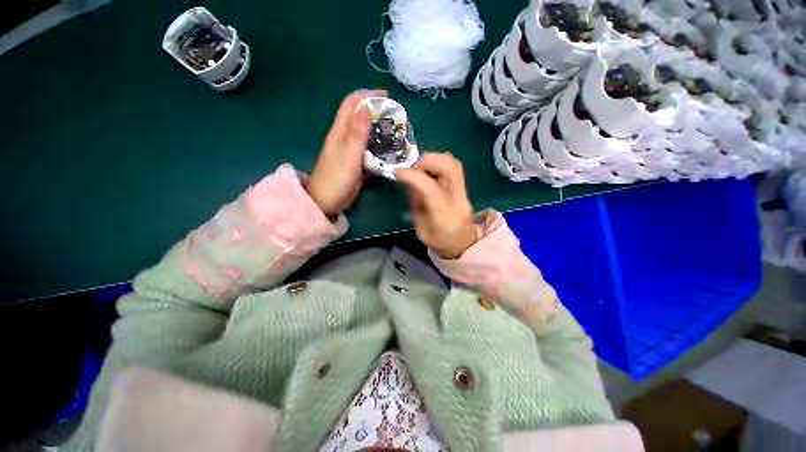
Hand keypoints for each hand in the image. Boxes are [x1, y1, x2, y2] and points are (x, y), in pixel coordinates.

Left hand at [308, 89, 386, 216]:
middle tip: (395, 117)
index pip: (351, 104)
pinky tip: (391, 152)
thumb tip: (365, 105)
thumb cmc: (336, 177)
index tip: (386, 95)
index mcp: (340, 131)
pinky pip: (369, 152)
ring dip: (380, 131)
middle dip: (377, 113)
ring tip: (397, 133)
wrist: (327, 201)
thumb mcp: (349, 153)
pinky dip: (379, 149)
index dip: (366, 95)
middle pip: (361, 118)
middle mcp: (345, 138)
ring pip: (366, 135)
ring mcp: (351, 152)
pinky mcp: (356, 164)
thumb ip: (358, 132)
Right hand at [396, 152, 477, 258]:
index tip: (396, 172)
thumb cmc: (440, 241)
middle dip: (425, 162)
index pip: (430, 189)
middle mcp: (458, 200)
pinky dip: (438, 161)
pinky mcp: (463, 186)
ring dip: (432, 159)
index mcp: (445, 217)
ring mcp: (464, 191)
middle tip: (410, 169)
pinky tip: (428, 170)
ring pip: (452, 162)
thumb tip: (410, 182)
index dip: (412, 176)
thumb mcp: (421, 230)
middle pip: (448, 167)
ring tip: (418, 168)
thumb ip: (416, 205)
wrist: (463, 244)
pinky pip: (452, 165)